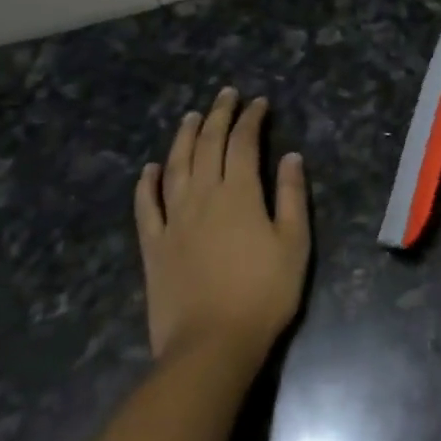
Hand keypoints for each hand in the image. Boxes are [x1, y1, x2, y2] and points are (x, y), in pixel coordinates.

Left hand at [134, 88, 309, 366]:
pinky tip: (150, 168)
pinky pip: (146, 207)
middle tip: (226, 95)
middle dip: (219, 116)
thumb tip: (290, 156)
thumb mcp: (294, 243)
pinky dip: (147, 183)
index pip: (244, 143)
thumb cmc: (264, 294)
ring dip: (184, 138)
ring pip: (176, 167)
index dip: (251, 118)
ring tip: (191, 116)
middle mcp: (203, 197)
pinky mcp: (153, 246)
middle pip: (208, 146)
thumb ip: (291, 196)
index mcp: (240, 194)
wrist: (211, 345)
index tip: (259, 102)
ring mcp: (173, 220)